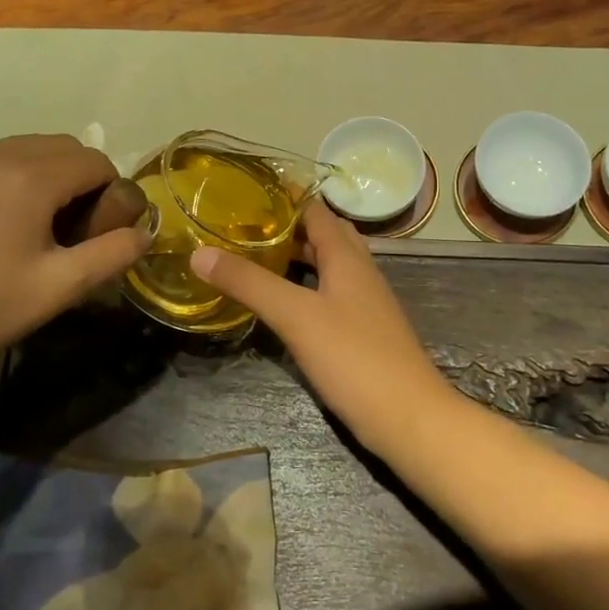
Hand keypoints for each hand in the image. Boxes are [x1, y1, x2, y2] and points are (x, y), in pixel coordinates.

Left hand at [0, 135, 149, 379]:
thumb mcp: (59, 287)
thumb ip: (112, 255)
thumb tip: (144, 233)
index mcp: (32, 176)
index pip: (96, 161)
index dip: (112, 194)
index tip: (101, 234)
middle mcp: (0, 156)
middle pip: (65, 147)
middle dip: (84, 180)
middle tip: (75, 231)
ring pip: (30, 150)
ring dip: (51, 176)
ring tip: (41, 229)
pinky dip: (18, 179)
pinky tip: (3, 228)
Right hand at [190, 201, 453, 449]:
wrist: (409, 417)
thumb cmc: (354, 357)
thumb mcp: (295, 315)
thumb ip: (249, 282)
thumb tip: (199, 253)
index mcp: (347, 256)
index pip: (315, 210)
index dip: (284, 198)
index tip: (245, 192)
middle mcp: (359, 271)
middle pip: (324, 235)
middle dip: (287, 227)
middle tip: (243, 226)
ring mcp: (365, 302)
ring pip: (328, 266)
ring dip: (296, 257)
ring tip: (255, 258)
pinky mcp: (363, 331)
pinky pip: (330, 294)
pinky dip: (305, 287)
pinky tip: (283, 305)